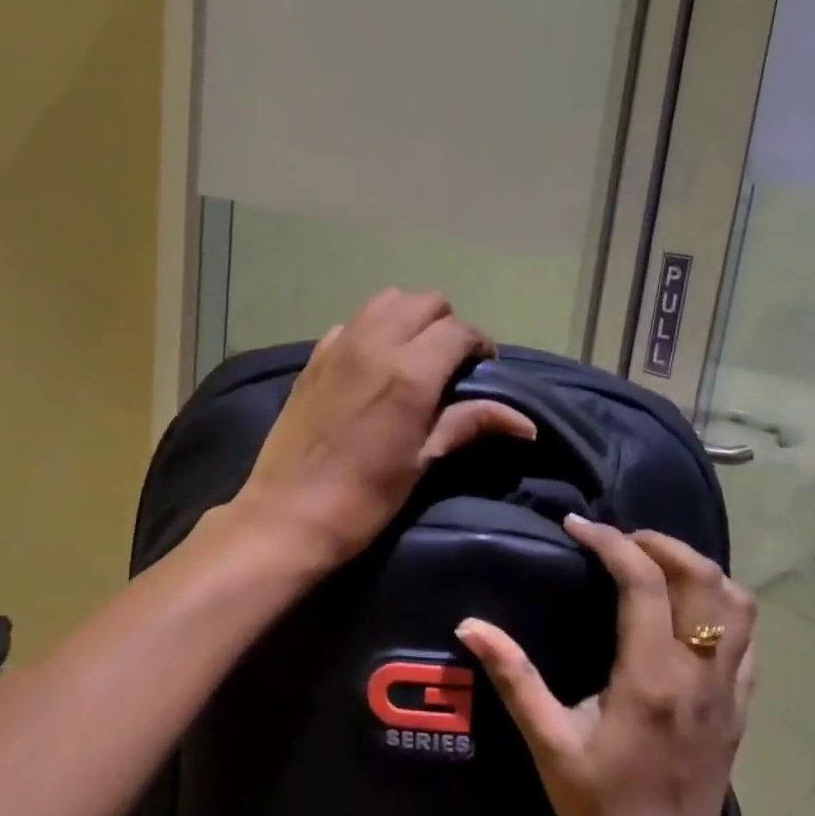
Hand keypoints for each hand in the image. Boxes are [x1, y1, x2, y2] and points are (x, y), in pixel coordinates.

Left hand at [230, 289, 536, 566]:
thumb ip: (469, 424)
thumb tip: (526, 424)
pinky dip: (372, 331)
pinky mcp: (314, 357)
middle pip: (425, 302)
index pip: (459, 331)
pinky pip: (353, 323)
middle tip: (450, 364)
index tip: (482, 370)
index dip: (479, 345)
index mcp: (409, 371)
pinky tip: (372, 365)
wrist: (288, 514)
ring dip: (409, 318)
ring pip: (386, 301)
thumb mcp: (422, 461)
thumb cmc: (364, 497)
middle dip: (447, 325)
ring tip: (414, 356)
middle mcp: (375, 344)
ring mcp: (339, 346)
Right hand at [458, 517, 756, 815]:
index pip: (644, 581)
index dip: (611, 542)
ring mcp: (728, 688)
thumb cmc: (603, 807)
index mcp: (650, 676)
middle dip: (658, 542)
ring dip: (696, 567)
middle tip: (615, 539)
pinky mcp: (741, 704)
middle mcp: (699, 672)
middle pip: (702, 576)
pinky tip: (687, 608)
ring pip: (736, 601)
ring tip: (653, 563)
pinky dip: (721, 602)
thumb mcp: (549, 744)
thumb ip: (514, 679)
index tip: (577, 527)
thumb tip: (469, 626)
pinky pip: (747, 635)